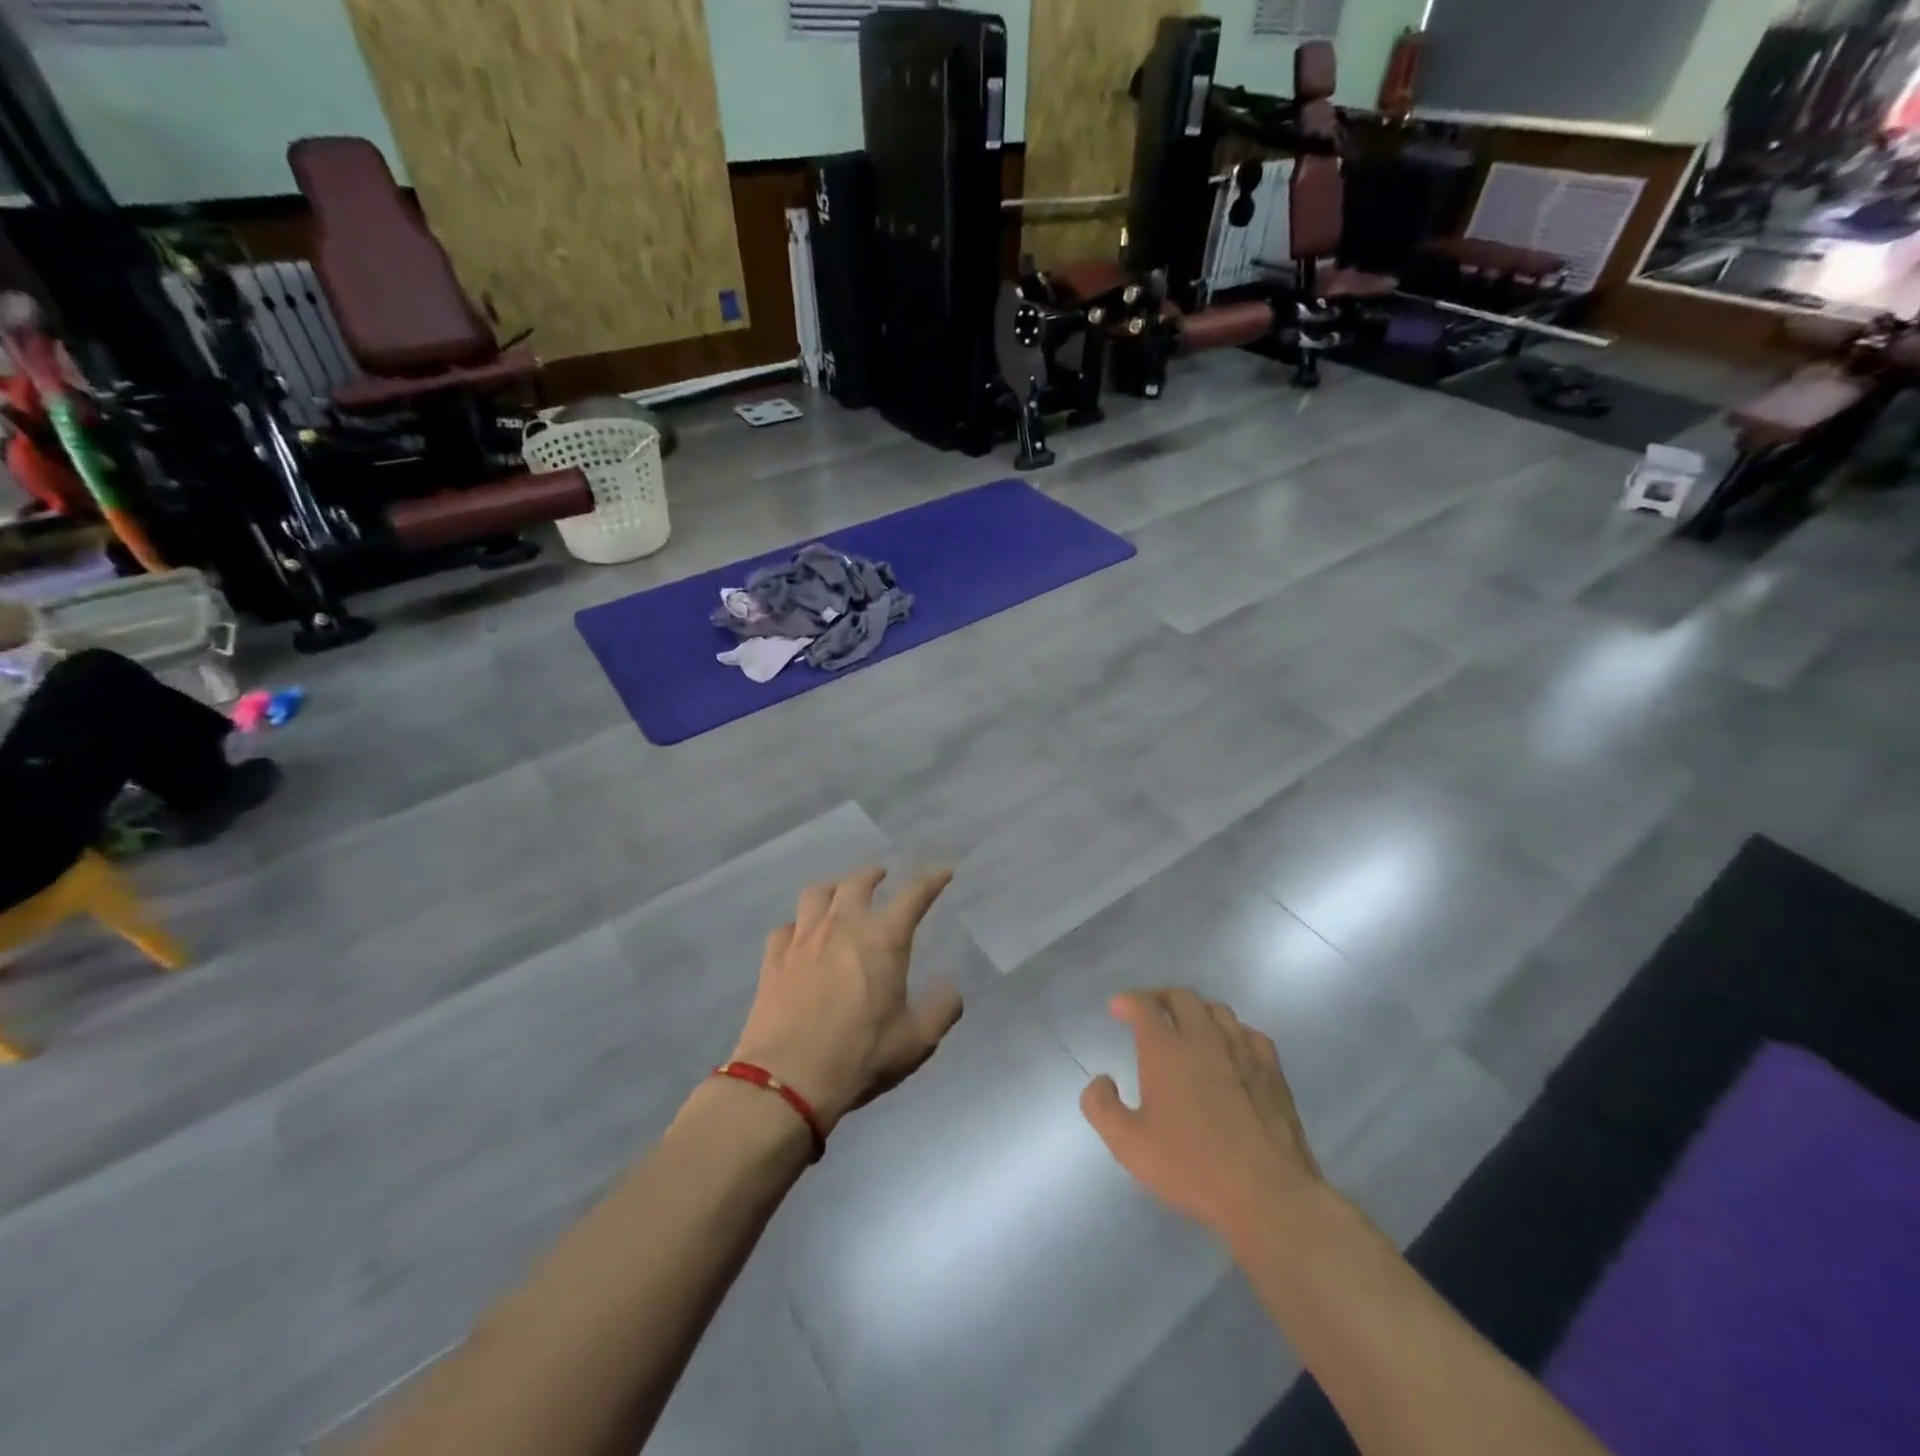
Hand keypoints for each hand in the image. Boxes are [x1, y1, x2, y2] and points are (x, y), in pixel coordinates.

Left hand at [730, 866, 962, 1134]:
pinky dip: (798, 925)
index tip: (943, 871)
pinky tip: (800, 936)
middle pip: (857, 882)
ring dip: (832, 888)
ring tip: (839, 895)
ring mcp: (803, 939)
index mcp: (883, 940)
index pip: (913, 896)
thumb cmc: (859, 1056)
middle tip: (881, 874)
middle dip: (873, 874)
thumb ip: (941, 1009)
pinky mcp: (774, 958)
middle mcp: (843, 927)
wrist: (787, 1079)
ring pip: (816, 894)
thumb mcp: (916, 1040)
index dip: (931, 881)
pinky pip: (785, 927)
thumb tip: (950, 986)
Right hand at [1081, 989, 1324, 1243]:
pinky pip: (1249, 1033)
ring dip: (1196, 1011)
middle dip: (1161, 997)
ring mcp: (1243, 1052)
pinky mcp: (1272, 1071)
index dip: (1128, 1001)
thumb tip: (1101, 1080)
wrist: (1268, 1196)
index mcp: (1167, 1050)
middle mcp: (1204, 1039)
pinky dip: (1232, 1032)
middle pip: (1182, 997)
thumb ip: (1102, 1107)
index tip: (1118, 1008)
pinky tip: (1230, 1049)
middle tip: (1150, 1012)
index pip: (1144, 1006)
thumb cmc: (1193, 1167)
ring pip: (1217, 1010)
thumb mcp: (1129, 1145)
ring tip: (1188, 1027)